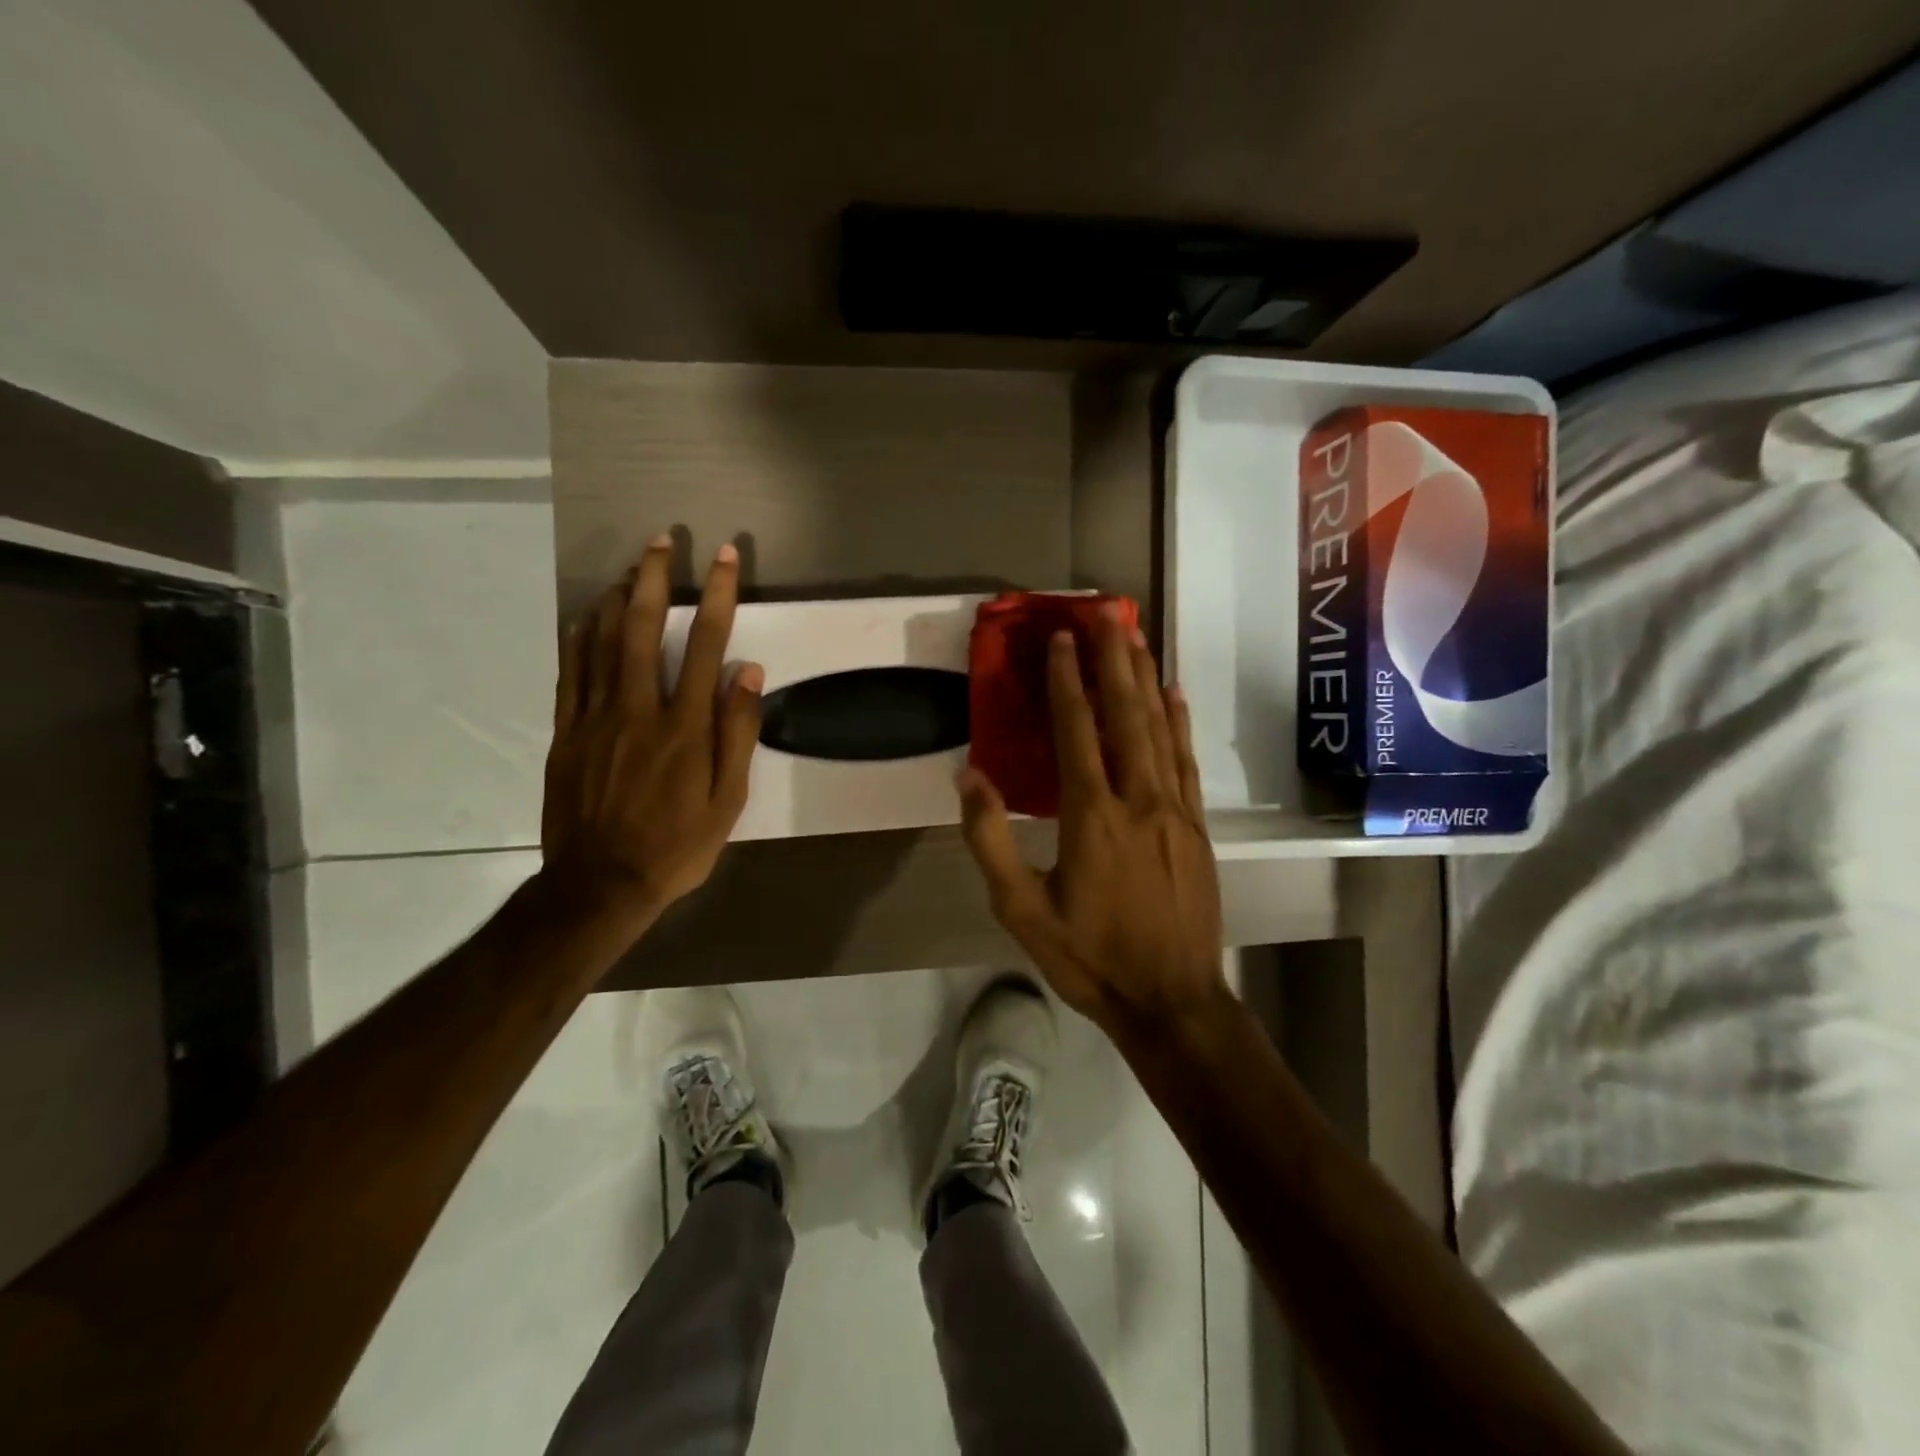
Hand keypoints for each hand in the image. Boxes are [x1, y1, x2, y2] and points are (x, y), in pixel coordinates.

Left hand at [540, 536, 761, 934]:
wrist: (600, 884)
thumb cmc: (676, 846)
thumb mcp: (728, 800)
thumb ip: (738, 733)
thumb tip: (749, 673)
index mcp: (685, 726)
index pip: (707, 645)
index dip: (718, 595)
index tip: (724, 557)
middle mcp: (638, 709)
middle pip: (644, 628)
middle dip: (655, 579)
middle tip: (661, 541)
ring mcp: (595, 718)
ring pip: (602, 642)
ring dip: (617, 598)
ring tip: (629, 567)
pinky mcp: (566, 733)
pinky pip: (571, 673)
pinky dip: (579, 638)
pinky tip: (586, 617)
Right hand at [958, 605, 1225, 1039]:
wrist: (1171, 1000)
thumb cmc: (1089, 957)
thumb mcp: (1021, 910)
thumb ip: (990, 840)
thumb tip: (969, 776)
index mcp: (1091, 816)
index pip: (1077, 731)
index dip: (1067, 681)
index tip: (1062, 638)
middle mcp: (1138, 799)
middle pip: (1126, 714)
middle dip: (1114, 659)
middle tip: (1107, 612)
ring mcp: (1174, 810)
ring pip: (1160, 729)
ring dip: (1146, 678)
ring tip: (1137, 635)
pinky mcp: (1197, 827)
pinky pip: (1186, 761)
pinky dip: (1179, 722)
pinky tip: (1175, 694)